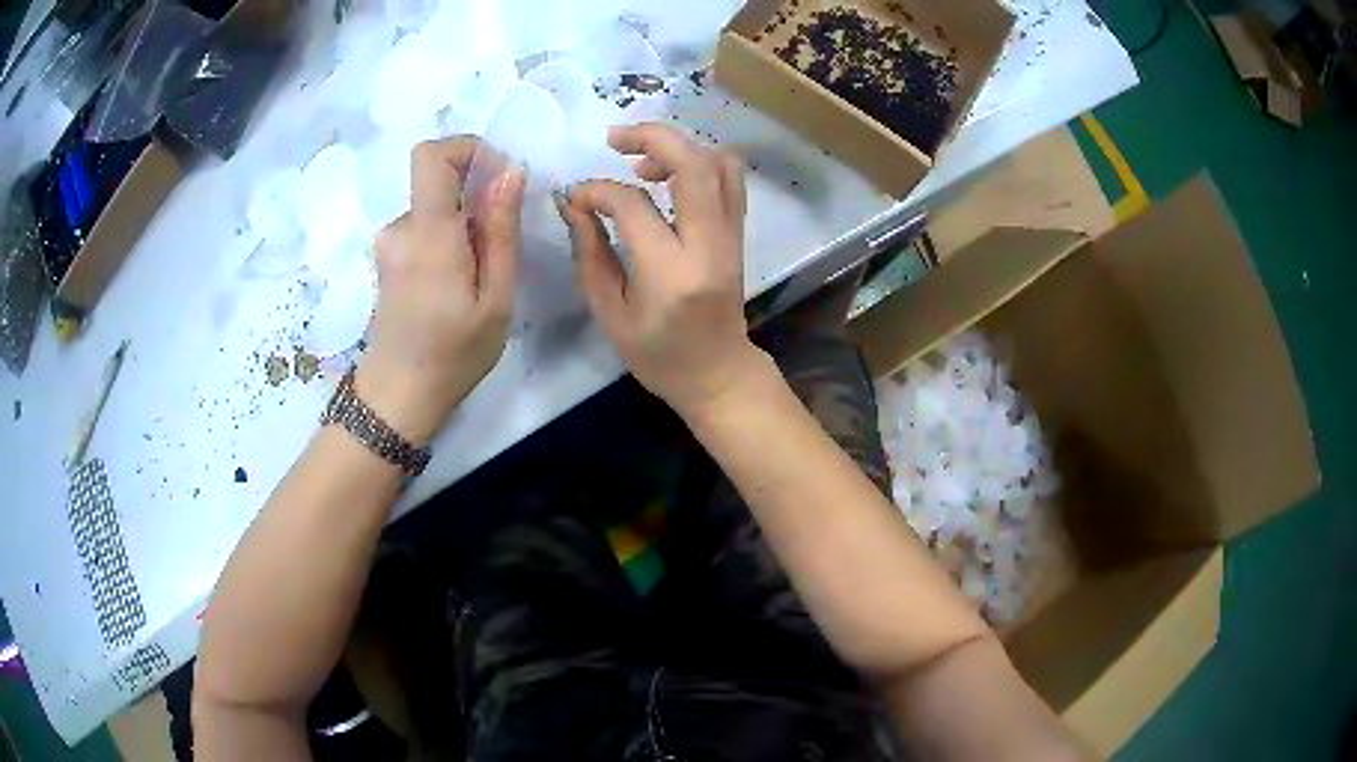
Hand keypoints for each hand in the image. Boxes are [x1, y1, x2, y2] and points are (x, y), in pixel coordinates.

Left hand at [356, 137, 524, 444]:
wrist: (398, 396)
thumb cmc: (454, 354)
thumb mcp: (496, 298)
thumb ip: (501, 230)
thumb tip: (510, 170)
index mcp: (428, 233)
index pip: (431, 155)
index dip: (466, 148)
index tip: (497, 175)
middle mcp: (400, 228)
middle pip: (438, 182)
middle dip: (475, 198)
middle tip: (499, 247)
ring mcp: (389, 244)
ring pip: (435, 209)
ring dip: (463, 225)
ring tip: (480, 277)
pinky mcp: (388, 258)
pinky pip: (423, 228)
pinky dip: (447, 240)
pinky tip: (457, 284)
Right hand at [559, 124, 769, 418]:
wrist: (717, 373)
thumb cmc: (657, 355)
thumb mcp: (610, 313)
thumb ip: (590, 253)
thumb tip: (575, 203)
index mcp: (670, 273)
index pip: (633, 205)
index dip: (598, 191)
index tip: (577, 197)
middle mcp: (709, 245)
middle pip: (693, 164)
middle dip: (652, 138)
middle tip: (614, 140)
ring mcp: (731, 236)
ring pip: (719, 164)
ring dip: (680, 149)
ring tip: (642, 163)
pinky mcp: (738, 233)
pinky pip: (730, 179)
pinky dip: (700, 162)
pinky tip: (669, 175)